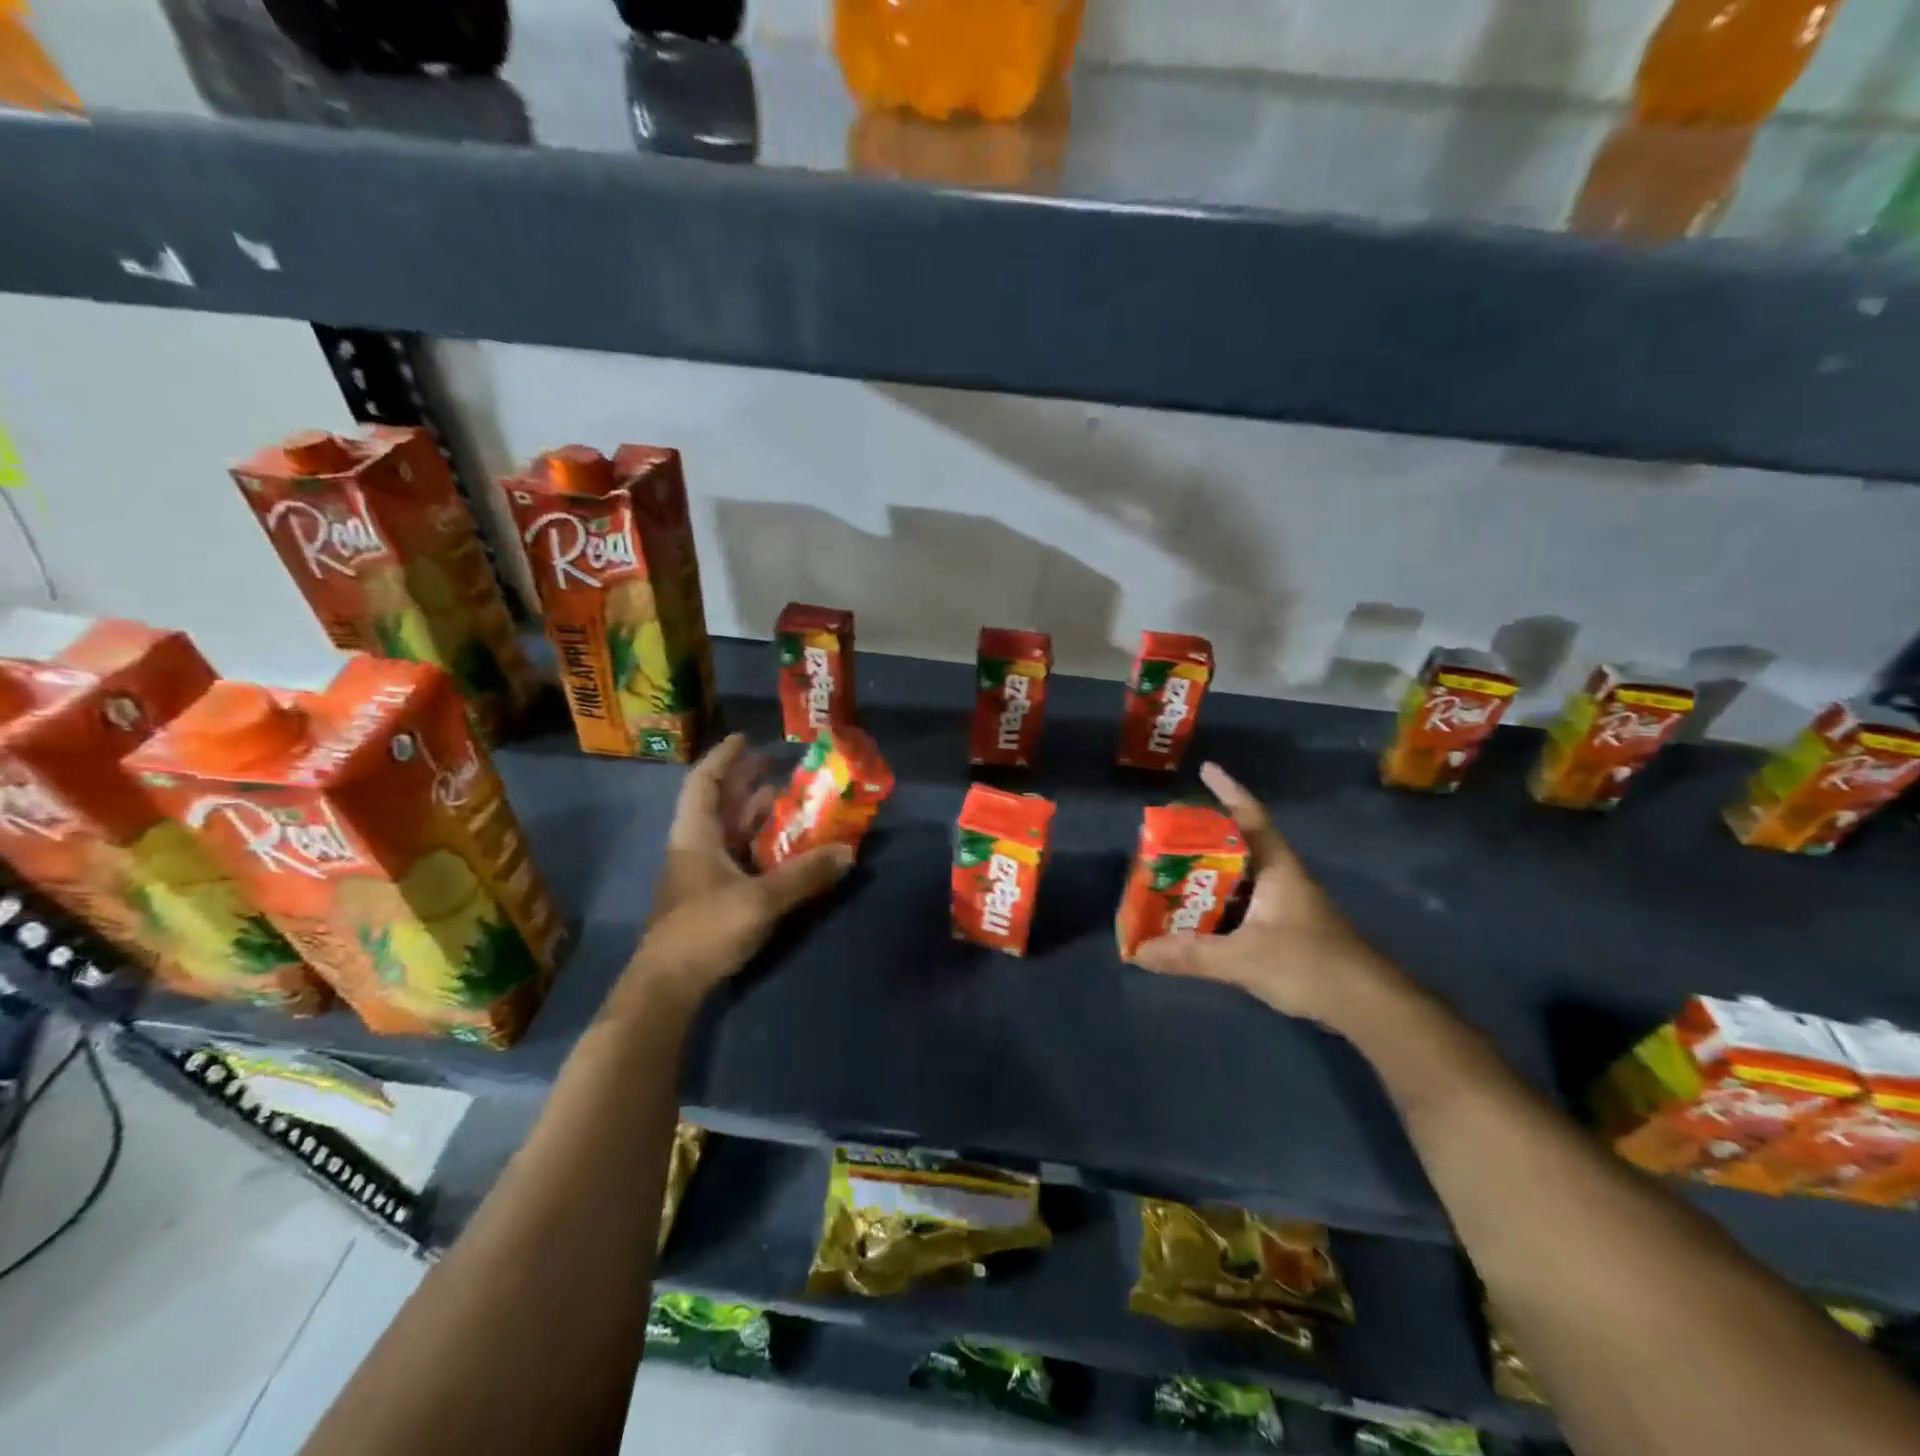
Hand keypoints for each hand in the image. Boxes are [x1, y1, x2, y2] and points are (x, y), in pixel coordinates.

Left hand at [624, 734, 852, 1004]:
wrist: (668, 985)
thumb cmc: (706, 929)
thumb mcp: (761, 900)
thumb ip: (805, 875)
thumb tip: (847, 852)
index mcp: (696, 835)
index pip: (705, 782)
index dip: (724, 757)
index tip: (746, 737)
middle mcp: (695, 846)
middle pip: (719, 803)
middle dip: (746, 781)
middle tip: (778, 765)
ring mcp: (701, 873)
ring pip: (729, 830)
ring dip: (756, 813)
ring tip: (788, 801)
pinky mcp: (710, 896)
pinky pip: (737, 856)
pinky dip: (759, 844)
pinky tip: (783, 848)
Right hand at [1130, 762, 1403, 1033]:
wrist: (1370, 1006)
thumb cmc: (1311, 965)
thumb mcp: (1244, 959)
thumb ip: (1192, 955)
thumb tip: (1139, 951)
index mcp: (1278, 868)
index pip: (1251, 817)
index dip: (1229, 790)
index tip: (1206, 769)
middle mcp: (1282, 879)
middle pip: (1238, 845)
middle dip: (1204, 837)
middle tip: (1166, 835)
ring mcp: (1287, 905)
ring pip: (1240, 878)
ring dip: (1209, 874)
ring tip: (1171, 873)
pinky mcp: (1288, 931)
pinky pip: (1243, 905)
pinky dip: (1218, 905)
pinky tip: (1196, 917)